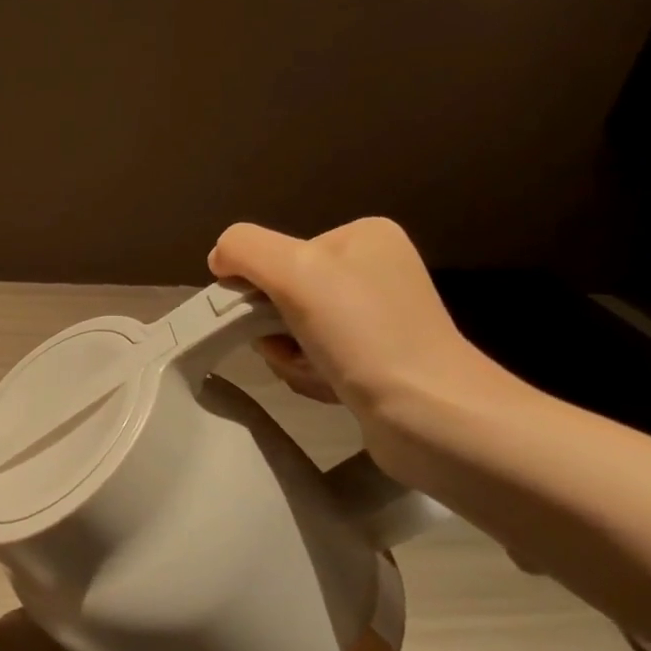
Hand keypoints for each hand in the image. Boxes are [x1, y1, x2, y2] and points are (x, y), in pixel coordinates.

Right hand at [208, 219, 509, 468]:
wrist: (430, 414)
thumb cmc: (362, 332)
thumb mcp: (292, 269)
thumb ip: (243, 248)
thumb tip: (219, 260)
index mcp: (362, 236)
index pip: (275, 254)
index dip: (258, 288)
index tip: (268, 318)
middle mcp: (373, 270)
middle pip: (281, 294)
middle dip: (273, 329)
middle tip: (290, 349)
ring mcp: (377, 317)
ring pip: (291, 330)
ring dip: (289, 356)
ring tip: (314, 372)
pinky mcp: (376, 360)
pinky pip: (314, 358)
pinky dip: (309, 374)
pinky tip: (330, 387)